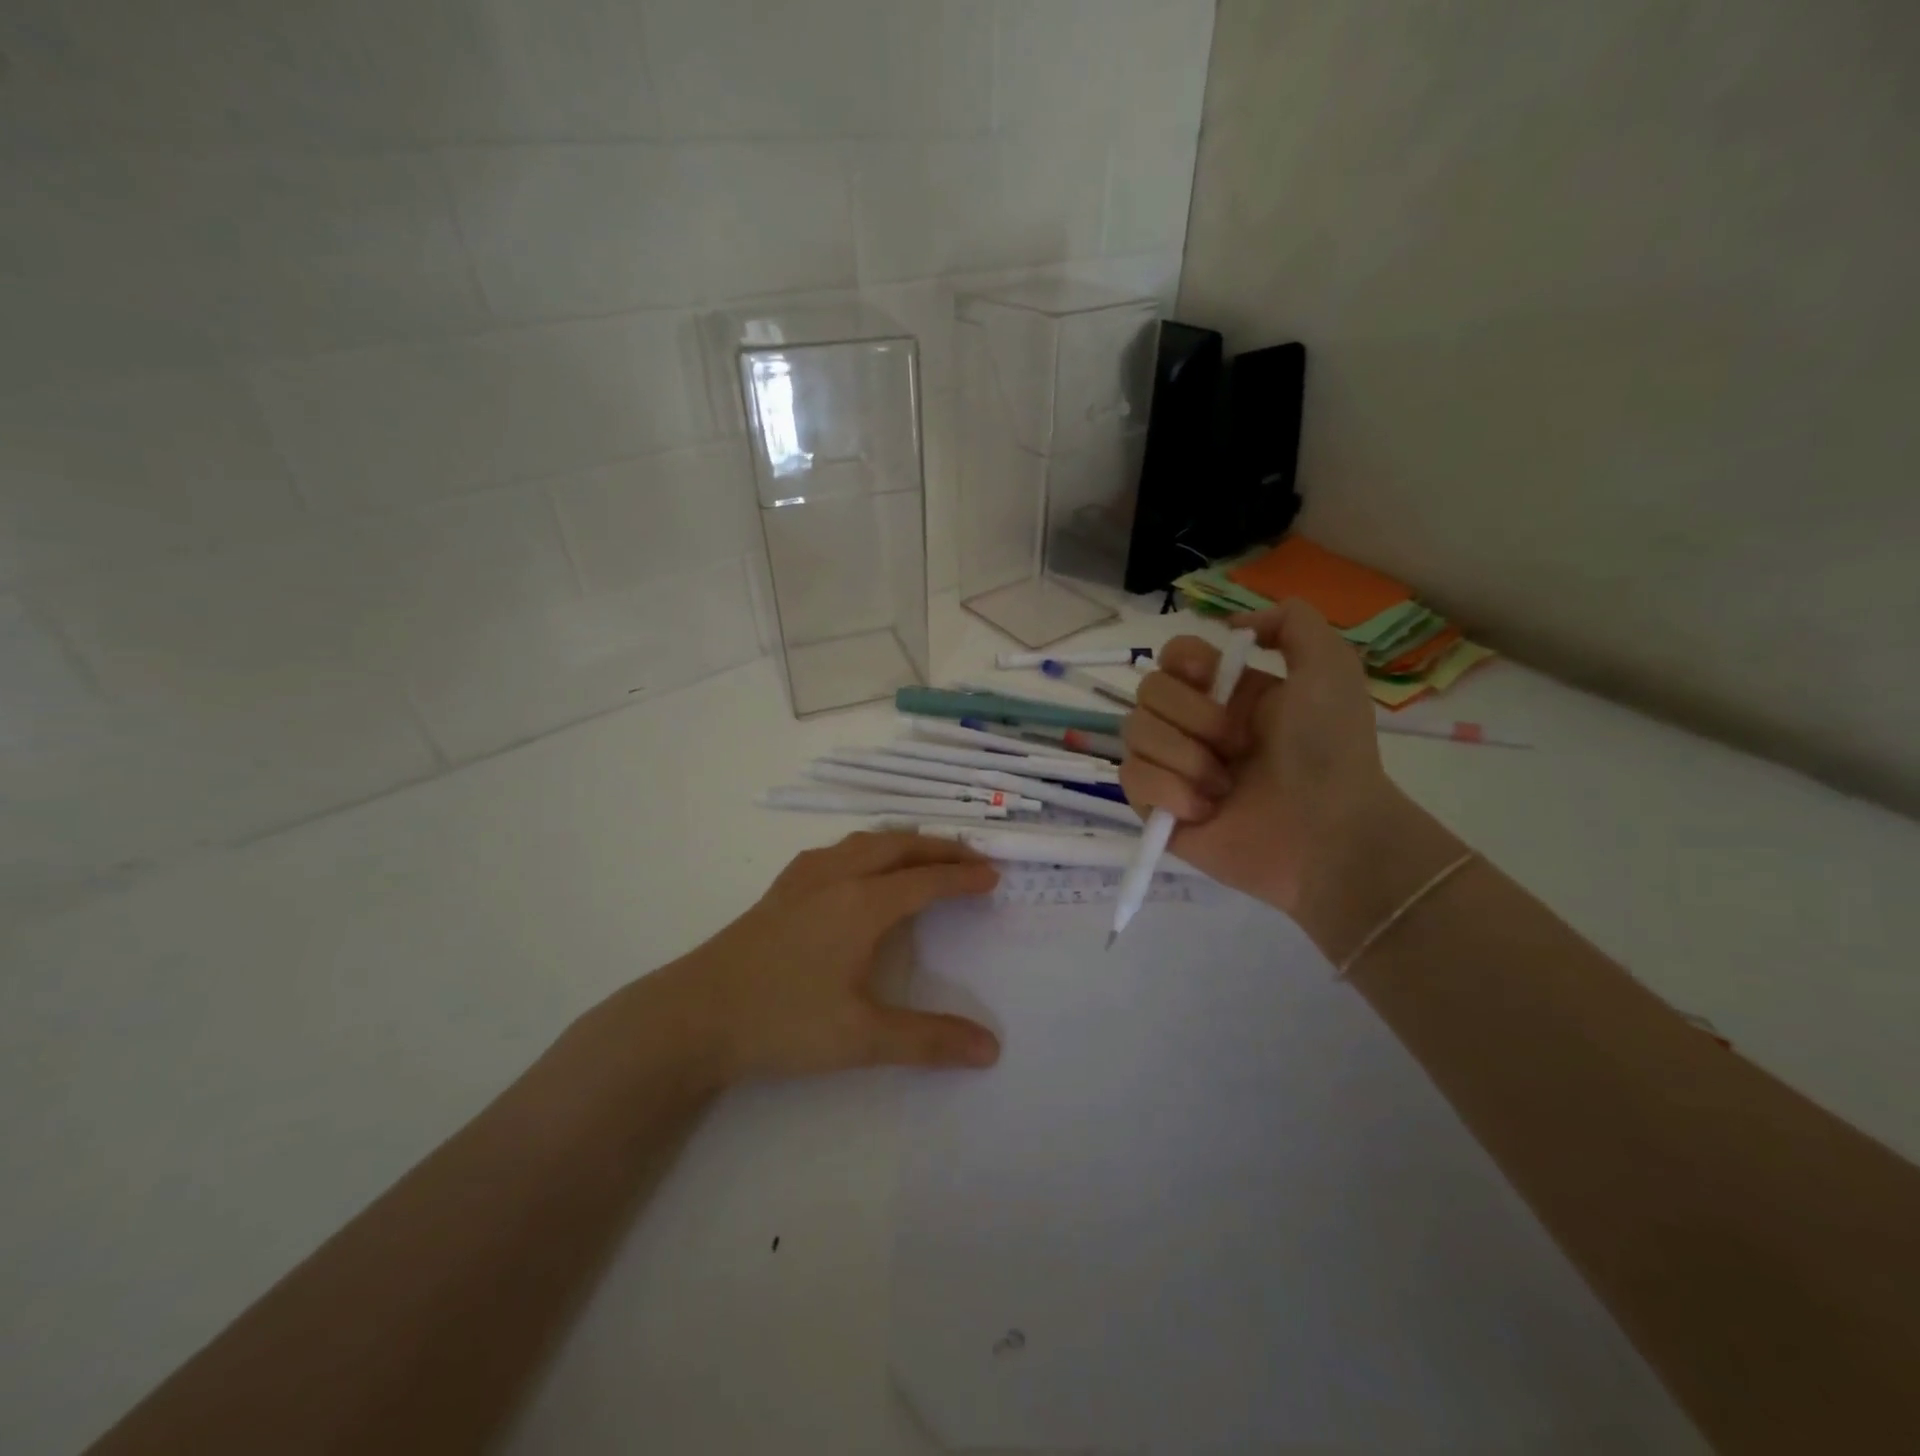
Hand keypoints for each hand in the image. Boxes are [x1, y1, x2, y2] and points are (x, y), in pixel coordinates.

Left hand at [646, 832, 1002, 1084]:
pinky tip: (857, 867)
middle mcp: (837, 877)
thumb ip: (928, 1041)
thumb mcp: (861, 1038)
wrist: (693, 1014)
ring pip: (864, 841)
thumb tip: (991, 1049)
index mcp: (862, 904)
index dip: (963, 877)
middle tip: (969, 858)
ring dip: (902, 842)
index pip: (926, 880)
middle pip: (898, 846)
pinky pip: (836, 850)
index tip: (993, 875)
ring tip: (922, 854)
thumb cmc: (782, 1021)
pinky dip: (866, 848)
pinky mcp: (780, 889)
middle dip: (938, 848)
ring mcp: (803, 878)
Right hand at [1119, 600, 1464, 959]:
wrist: (1327, 834)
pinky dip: (1168, 791)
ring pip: (1134, 733)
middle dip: (1192, 715)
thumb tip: (1235, 622)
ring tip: (1225, 786)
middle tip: (1236, 745)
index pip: (1172, 656)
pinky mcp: (1156, 807)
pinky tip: (1204, 810)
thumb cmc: (1330, 751)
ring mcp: (1172, 766)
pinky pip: (1132, 778)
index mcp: (1227, 693)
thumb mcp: (1331, 668)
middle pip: (1147, 691)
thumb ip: (1293, 622)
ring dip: (1184, 757)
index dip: (1183, 660)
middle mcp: (1194, 724)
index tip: (1211, 676)